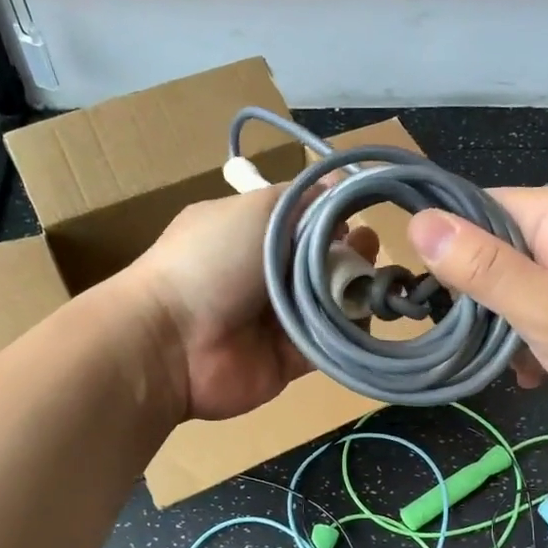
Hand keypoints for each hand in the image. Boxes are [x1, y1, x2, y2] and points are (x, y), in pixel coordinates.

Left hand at [124, 187, 377, 421]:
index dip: (335, 216)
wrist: (172, 343)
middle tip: (369, 248)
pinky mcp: (289, 359)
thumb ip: (303, 199)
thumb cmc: (211, 261)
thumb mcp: (255, 210)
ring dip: (356, 290)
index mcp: (252, 234)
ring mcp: (278, 319)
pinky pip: (330, 344)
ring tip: (375, 282)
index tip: (359, 212)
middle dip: (352, 252)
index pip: (305, 221)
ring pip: (331, 302)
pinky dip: (350, 332)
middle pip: (324, 262)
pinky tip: (366, 316)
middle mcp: (266, 275)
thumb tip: (339, 188)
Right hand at [407, 186, 547, 425]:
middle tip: (486, 342)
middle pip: (493, 248)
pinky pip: (545, 301)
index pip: (474, 209)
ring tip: (520, 364)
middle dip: (482, 299)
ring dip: (508, 325)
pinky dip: (536, 335)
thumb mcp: (547, 309)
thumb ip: (483, 268)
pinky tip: (541, 369)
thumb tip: (417, 223)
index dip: (448, 251)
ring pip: (516, 282)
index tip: (441, 301)